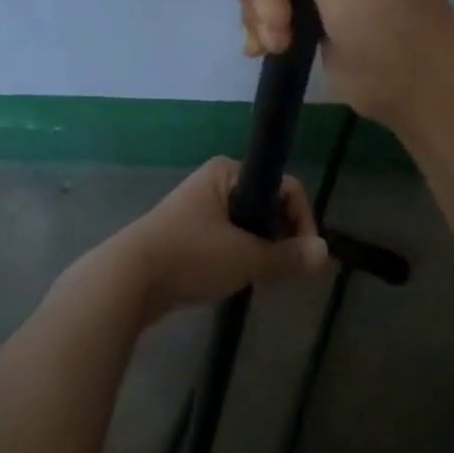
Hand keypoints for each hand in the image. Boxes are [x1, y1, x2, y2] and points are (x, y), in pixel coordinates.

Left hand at [116, 157, 327, 319]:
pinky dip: (239, 256)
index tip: (304, 255)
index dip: (301, 219)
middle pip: (266, 204)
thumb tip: (324, 253)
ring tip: (263, 277)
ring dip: (260, 248)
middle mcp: (214, 182)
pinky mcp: (187, 233)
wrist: (128, 279)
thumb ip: (287, 256)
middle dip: (280, 236)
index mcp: (227, 172)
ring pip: (247, 224)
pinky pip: (228, 238)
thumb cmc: (191, 255)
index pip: (283, 186)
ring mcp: (199, 208)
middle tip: (284, 269)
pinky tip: (238, 280)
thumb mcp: (246, 257)